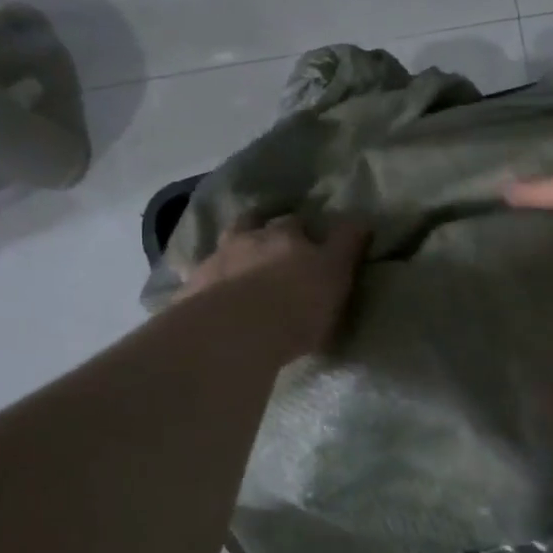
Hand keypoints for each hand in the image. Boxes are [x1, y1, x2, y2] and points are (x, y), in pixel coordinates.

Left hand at [177, 214, 369, 362]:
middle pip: (254, 222)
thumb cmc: (295, 305)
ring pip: (225, 245)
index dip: (307, 227)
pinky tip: (213, 290)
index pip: (300, 222)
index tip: (312, 236)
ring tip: (240, 262)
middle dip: (263, 227)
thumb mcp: (336, 274)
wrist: (231, 333)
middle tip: (272, 242)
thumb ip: (347, 245)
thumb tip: (362, 218)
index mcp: (287, 236)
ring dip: (234, 249)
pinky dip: (209, 279)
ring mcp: (215, 261)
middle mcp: (249, 239)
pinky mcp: (190, 289)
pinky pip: (200, 276)